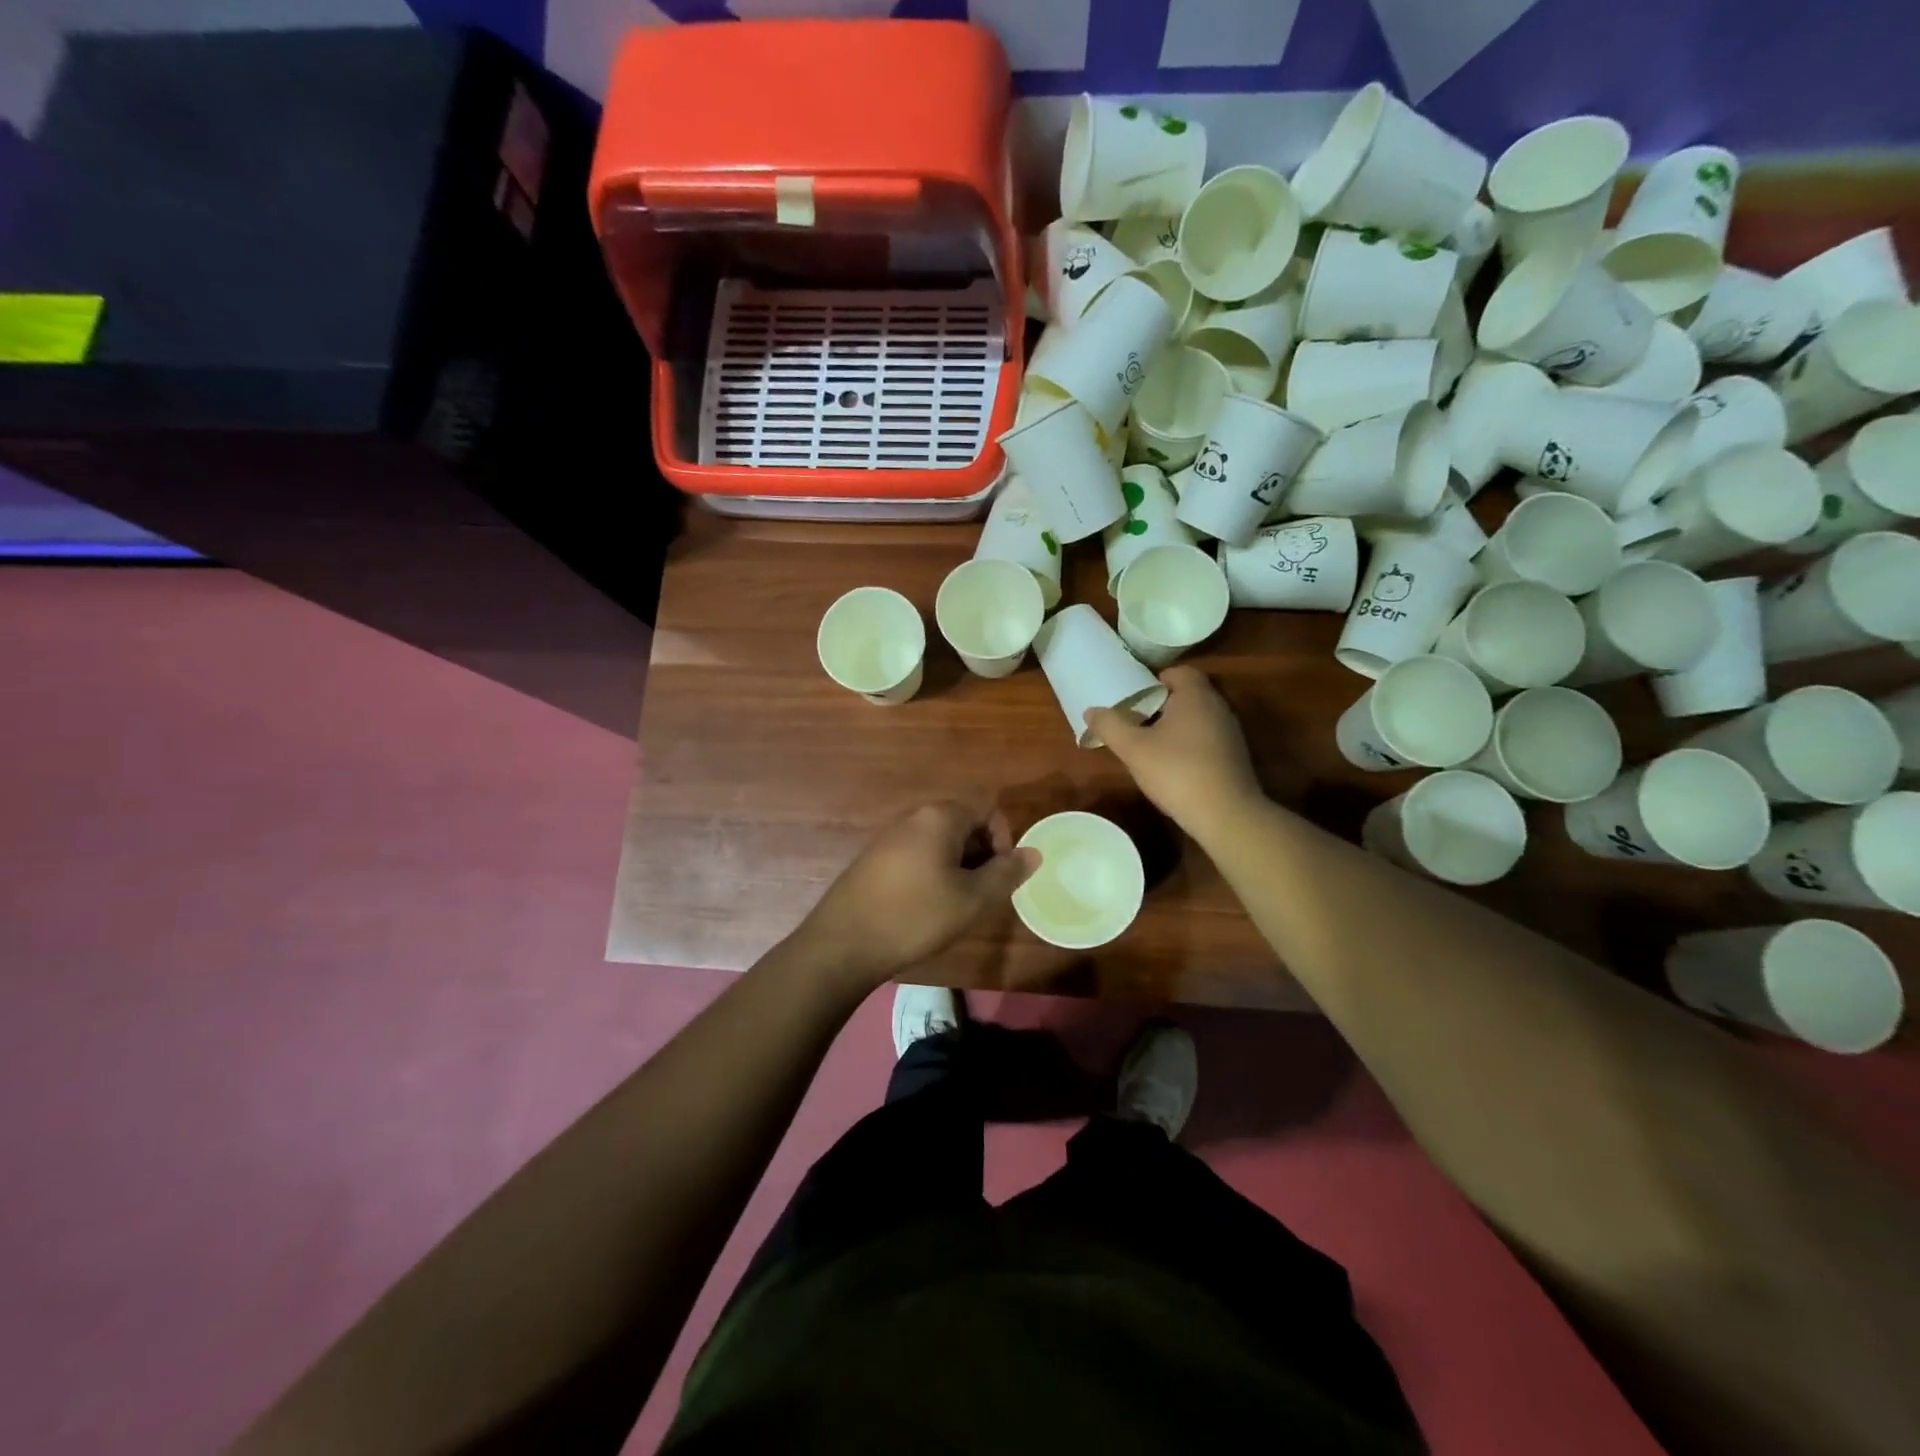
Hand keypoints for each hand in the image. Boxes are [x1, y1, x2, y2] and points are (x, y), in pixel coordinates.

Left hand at [793, 800, 1039, 988]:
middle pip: (964, 823)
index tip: (999, 877)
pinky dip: (933, 873)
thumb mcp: (972, 899)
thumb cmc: (915, 916)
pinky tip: (926, 908)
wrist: (843, 943)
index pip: (987, 809)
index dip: (1004, 840)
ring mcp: (890, 837)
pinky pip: (917, 855)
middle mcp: (913, 817)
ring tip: (956, 905)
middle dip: (981, 855)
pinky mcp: (874, 859)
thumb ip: (1007, 873)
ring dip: (958, 867)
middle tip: (981, 895)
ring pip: (940, 842)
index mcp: (939, 816)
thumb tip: (1034, 853)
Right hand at [1086, 666, 1263, 840]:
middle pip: (1189, 693)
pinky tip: (1175, 764)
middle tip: (1138, 719)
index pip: (1179, 671)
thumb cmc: (1176, 772)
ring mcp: (1231, 732)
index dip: (1156, 679)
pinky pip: (1209, 737)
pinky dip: (1192, 742)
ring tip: (1153, 742)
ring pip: (1200, 717)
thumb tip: (1091, 710)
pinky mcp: (1235, 755)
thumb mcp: (1133, 749)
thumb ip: (1110, 726)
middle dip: (1164, 702)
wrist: (1226, 814)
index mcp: (1195, 696)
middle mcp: (1218, 707)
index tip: (1136, 696)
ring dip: (1178, 724)